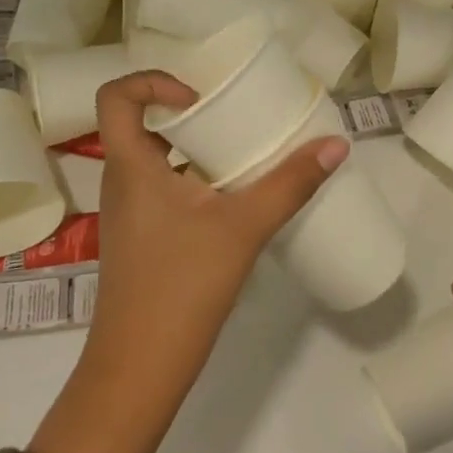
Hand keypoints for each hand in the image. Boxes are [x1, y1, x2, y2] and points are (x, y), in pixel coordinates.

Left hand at [86, 69, 346, 378]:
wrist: (139, 370)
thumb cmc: (181, 285)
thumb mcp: (243, 228)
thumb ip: (290, 184)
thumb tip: (336, 144)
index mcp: (131, 166)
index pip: (116, 97)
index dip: (152, 82)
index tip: (199, 98)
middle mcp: (122, 182)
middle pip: (140, 125)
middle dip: (188, 113)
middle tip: (234, 115)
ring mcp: (129, 214)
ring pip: (156, 160)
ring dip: (195, 149)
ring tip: (243, 152)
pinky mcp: (141, 240)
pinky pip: (164, 190)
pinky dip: (195, 181)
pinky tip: (235, 199)